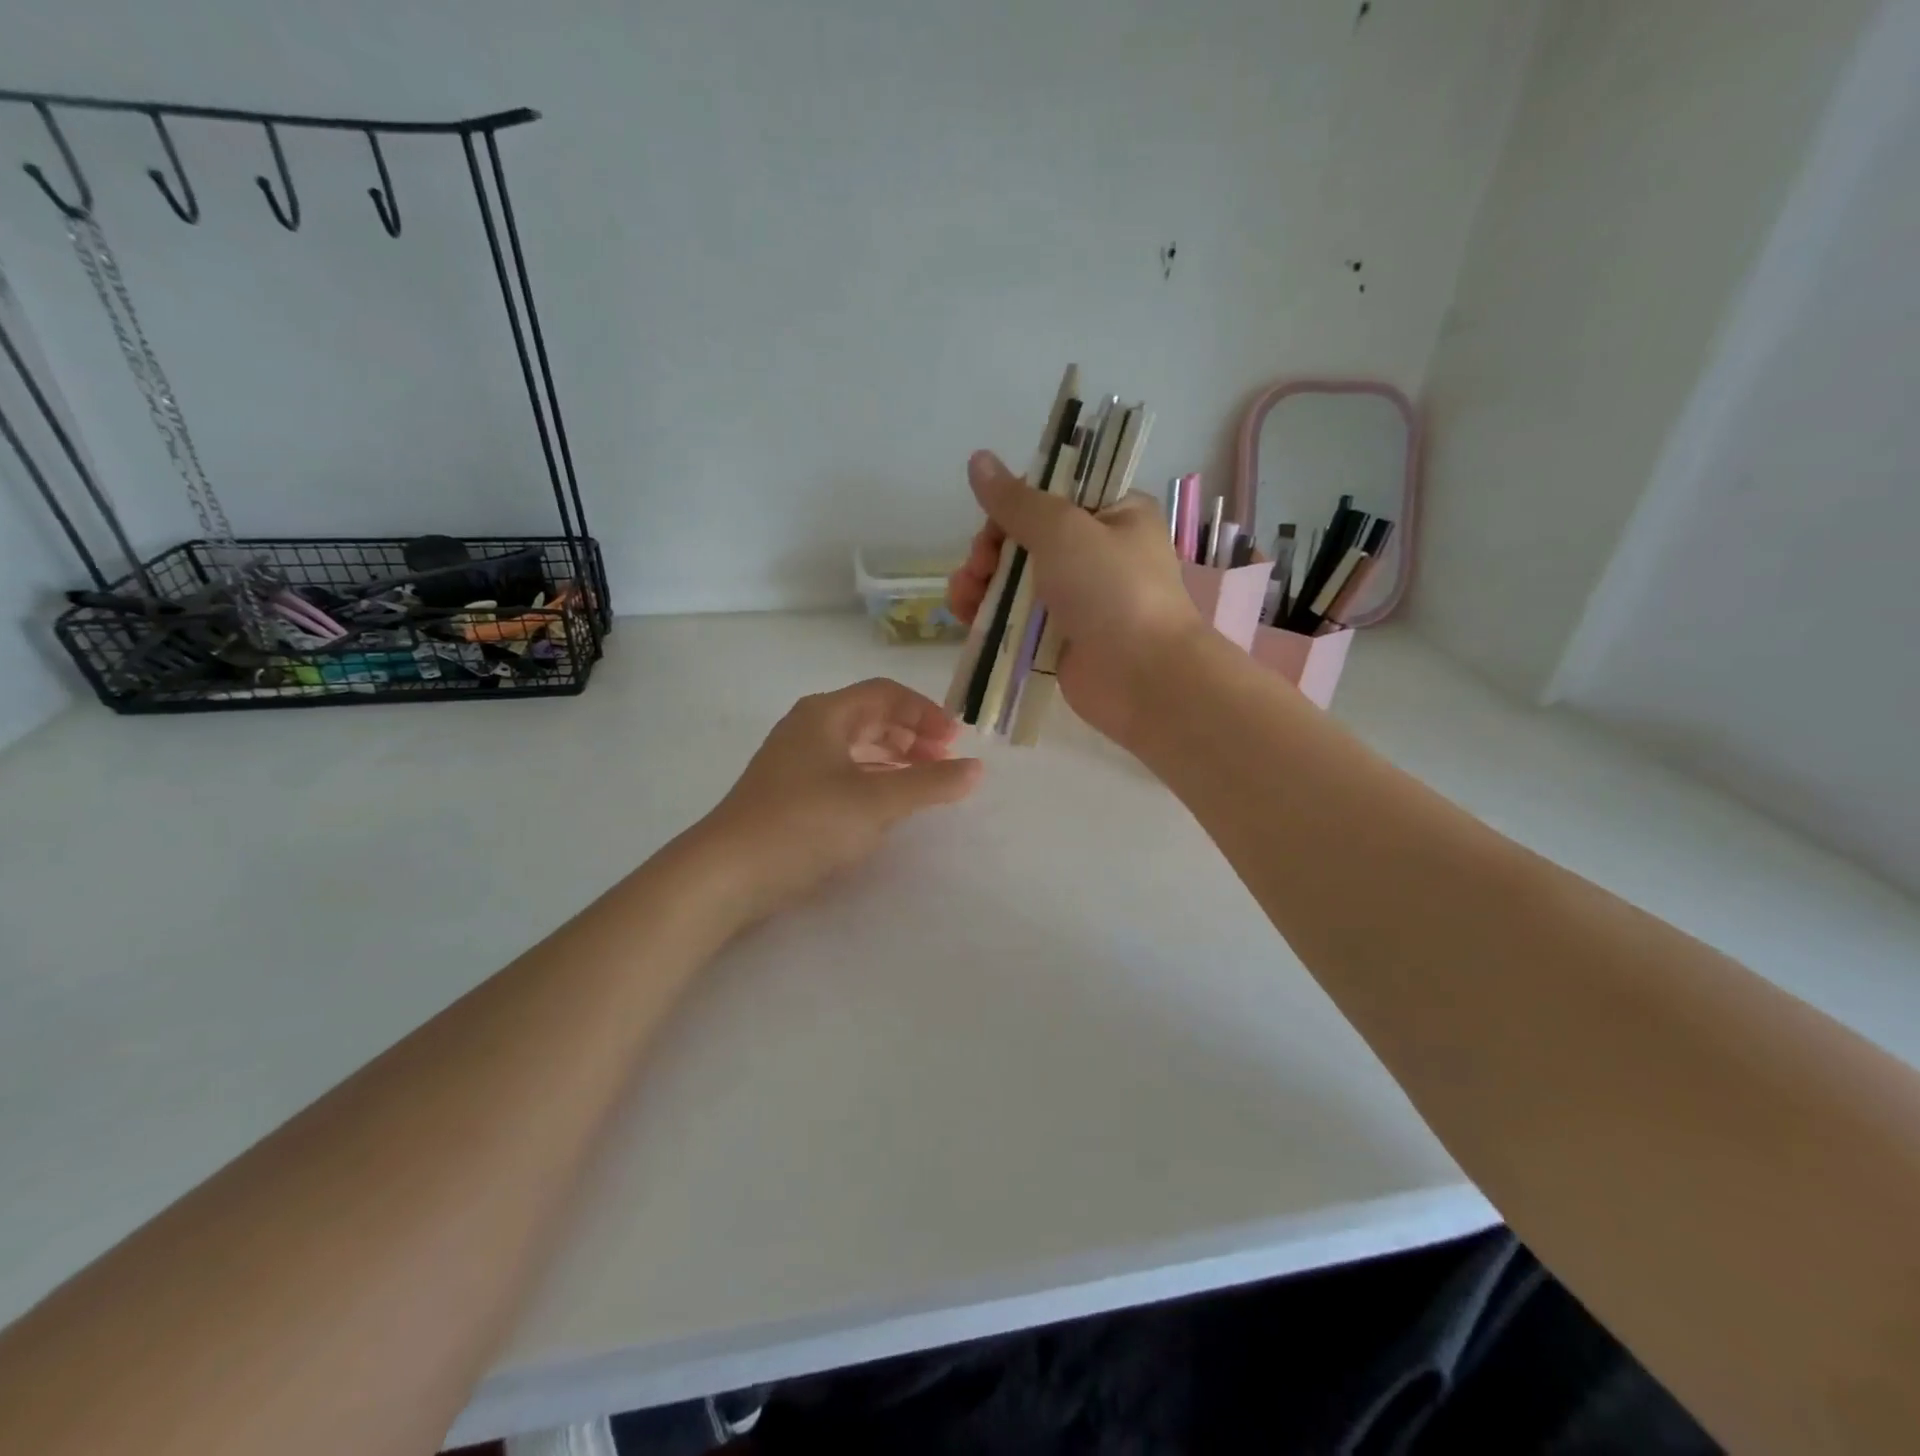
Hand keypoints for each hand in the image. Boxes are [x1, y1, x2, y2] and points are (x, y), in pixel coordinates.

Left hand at [696, 678, 982, 923]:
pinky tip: (884, 805)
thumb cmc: (805, 823)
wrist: (727, 873)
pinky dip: (870, 779)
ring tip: (921, 782)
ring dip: (892, 758)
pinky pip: (840, 772)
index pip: (886, 694)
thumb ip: (930, 783)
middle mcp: (808, 728)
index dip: (926, 713)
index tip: (956, 743)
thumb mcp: (877, 802)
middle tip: (942, 762)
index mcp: (826, 714)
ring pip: (854, 746)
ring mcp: (793, 761)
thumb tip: (977, 769)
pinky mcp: (787, 793)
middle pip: (870, 717)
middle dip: (911, 735)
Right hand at [948, 450, 1205, 744]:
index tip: (994, 524)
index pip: (1053, 494)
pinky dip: (989, 615)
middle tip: (978, 566)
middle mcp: (1096, 553)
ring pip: (1014, 580)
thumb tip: (978, 459)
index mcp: (1114, 514)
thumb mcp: (1063, 530)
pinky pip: (1015, 619)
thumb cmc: (1112, 591)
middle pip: (1026, 538)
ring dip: (981, 582)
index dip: (1015, 505)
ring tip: (963, 596)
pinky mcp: (1058, 638)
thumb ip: (1016, 500)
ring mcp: (1077, 599)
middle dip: (991, 549)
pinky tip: (966, 617)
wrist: (1142, 677)